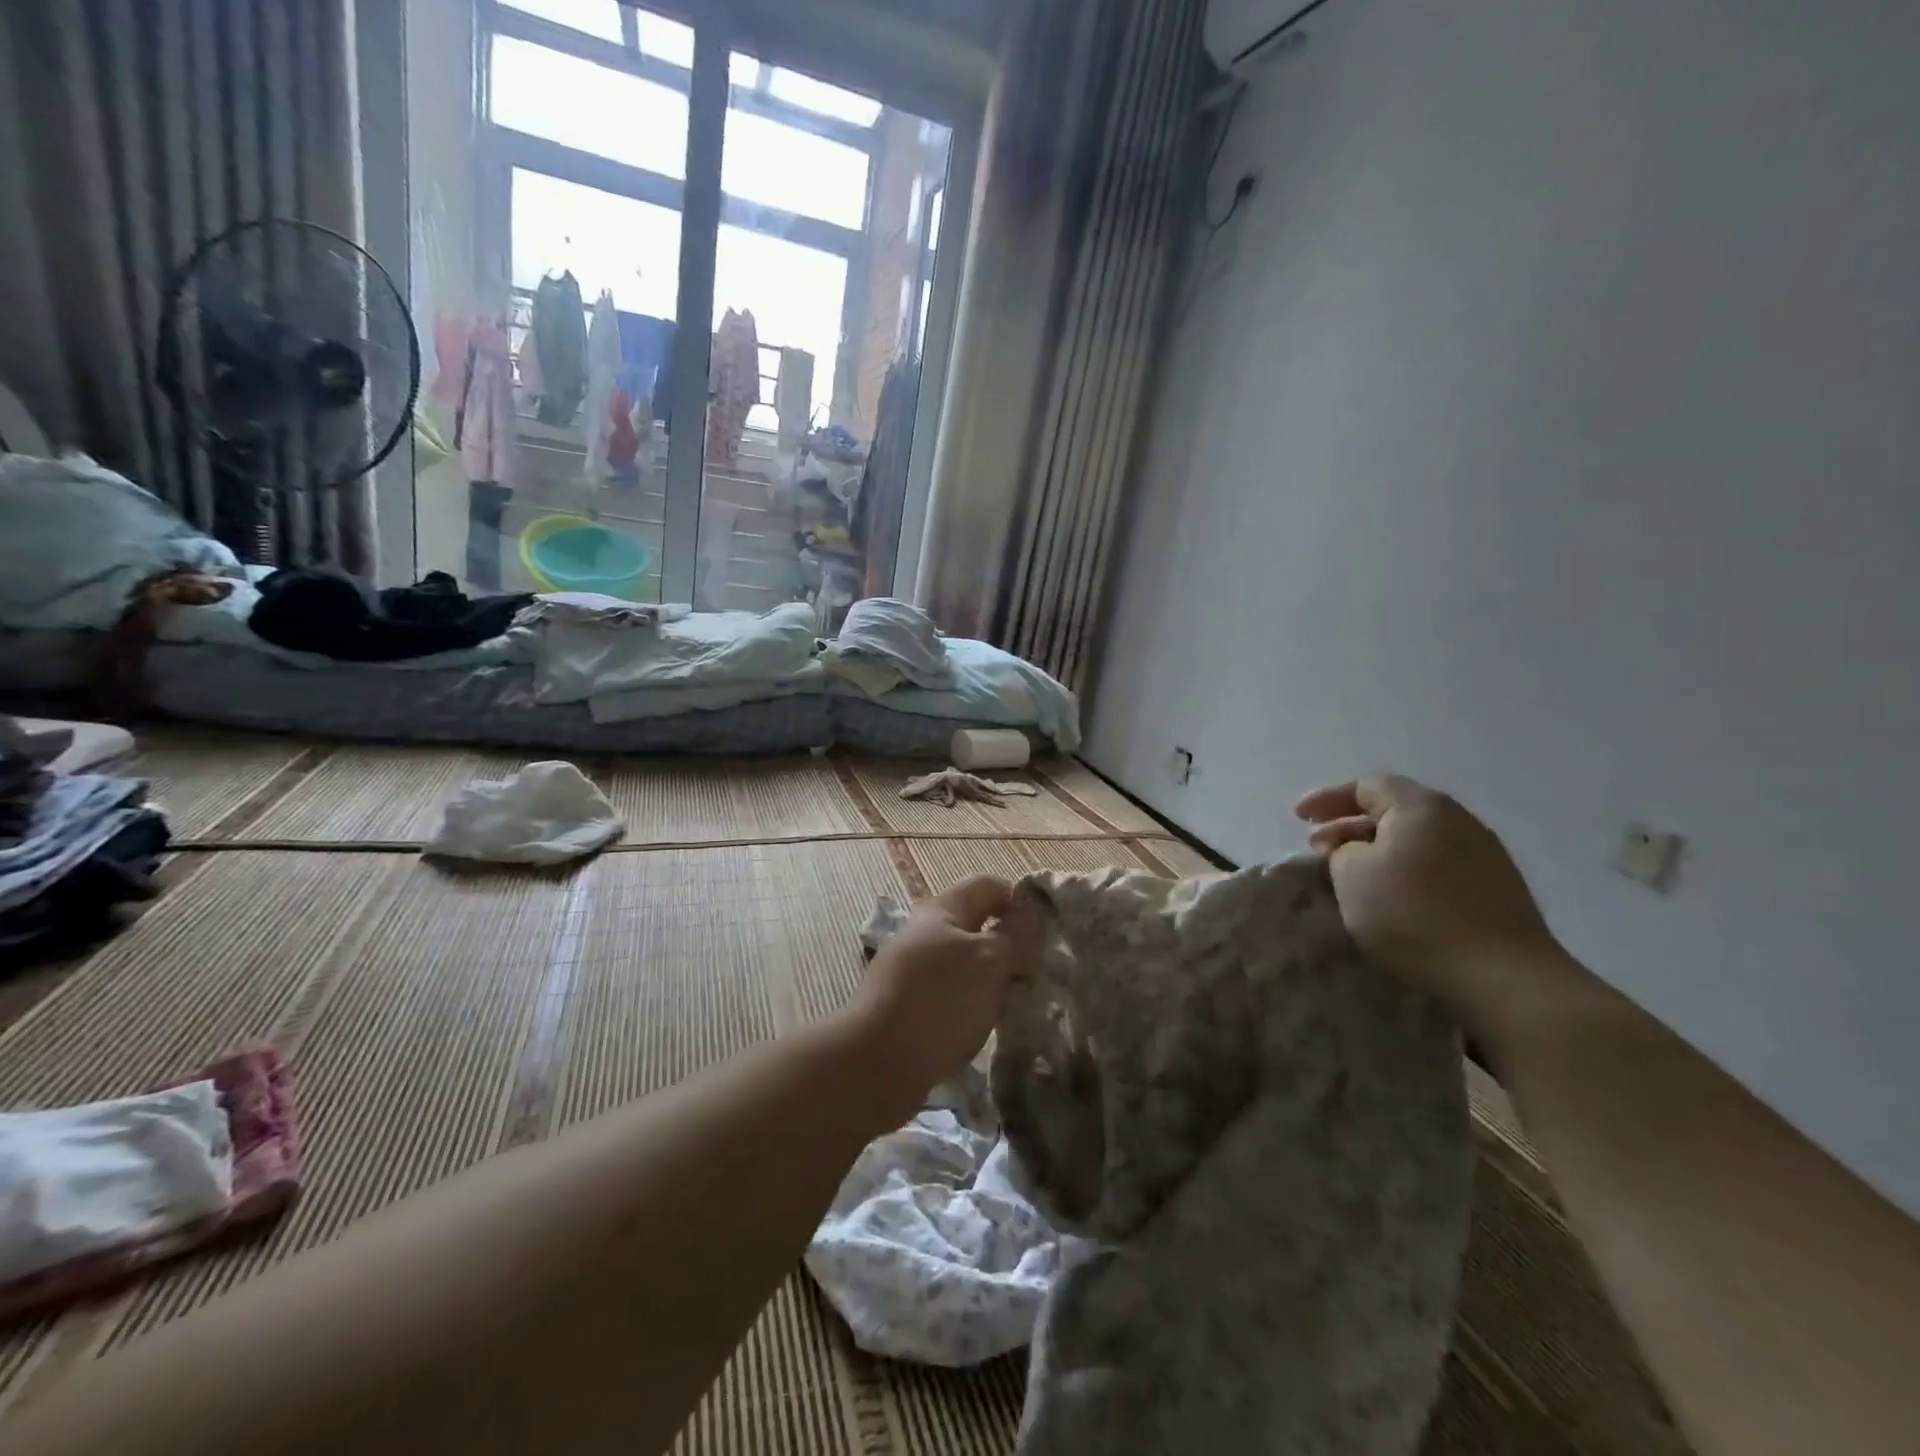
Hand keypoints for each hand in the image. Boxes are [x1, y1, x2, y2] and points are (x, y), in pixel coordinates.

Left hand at [841, 876, 1026, 1113]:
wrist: (878, 1064)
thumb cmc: (940, 1000)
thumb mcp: (989, 961)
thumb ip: (1014, 935)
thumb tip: (1029, 915)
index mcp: (942, 910)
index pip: (988, 886)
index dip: (1020, 901)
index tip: (1048, 932)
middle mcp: (924, 933)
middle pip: (976, 926)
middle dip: (1010, 945)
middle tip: (1040, 972)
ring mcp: (912, 970)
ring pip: (965, 963)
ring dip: (993, 979)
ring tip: (1019, 1002)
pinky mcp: (908, 1006)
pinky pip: (951, 994)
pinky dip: (972, 1004)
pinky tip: (987, 1025)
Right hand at [1295, 775, 1567, 1030]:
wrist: (1503, 976)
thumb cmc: (1413, 915)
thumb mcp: (1352, 875)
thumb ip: (1341, 850)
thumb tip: (1352, 847)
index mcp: (1421, 806)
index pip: (1366, 785)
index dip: (1326, 798)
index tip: (1297, 818)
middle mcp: (1458, 819)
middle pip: (1394, 809)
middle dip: (1350, 825)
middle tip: (1319, 847)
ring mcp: (1485, 854)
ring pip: (1417, 838)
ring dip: (1379, 850)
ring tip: (1352, 874)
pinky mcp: (1497, 888)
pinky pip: (1438, 863)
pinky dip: (1407, 869)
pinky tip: (1394, 896)